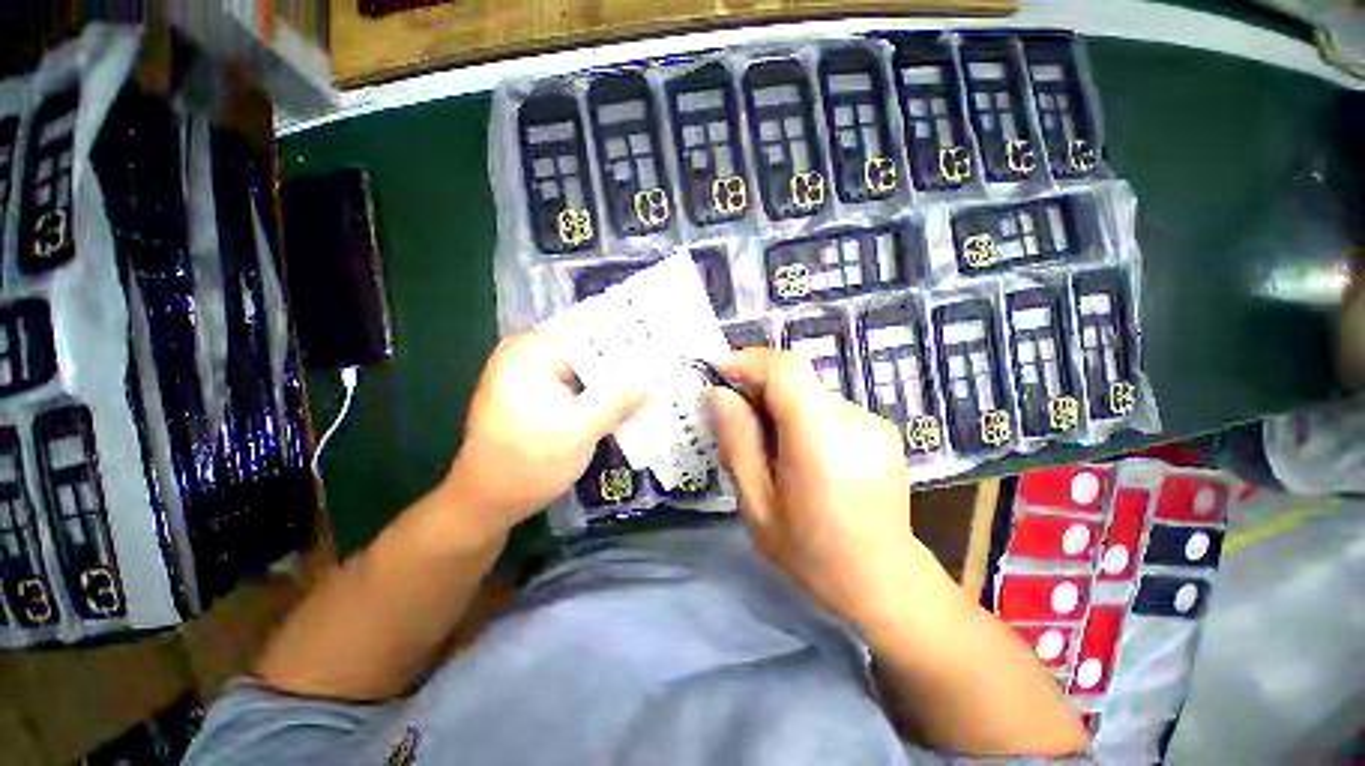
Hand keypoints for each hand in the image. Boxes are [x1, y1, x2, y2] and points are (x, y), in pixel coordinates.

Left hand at [444, 332, 645, 540]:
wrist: (485, 505)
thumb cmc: (527, 464)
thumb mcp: (579, 430)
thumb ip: (618, 399)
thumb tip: (653, 377)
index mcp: (529, 351)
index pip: (589, 331)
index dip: (625, 339)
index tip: (658, 347)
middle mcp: (526, 355)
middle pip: (585, 349)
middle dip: (621, 361)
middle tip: (661, 367)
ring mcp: (528, 376)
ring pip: (582, 369)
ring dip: (611, 379)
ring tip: (651, 381)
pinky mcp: (534, 396)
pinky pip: (574, 385)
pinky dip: (596, 393)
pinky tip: (624, 401)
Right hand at [711, 349, 928, 625]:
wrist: (883, 580)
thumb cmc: (811, 553)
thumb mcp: (756, 505)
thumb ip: (738, 443)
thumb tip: (720, 394)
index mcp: (821, 441)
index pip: (787, 371)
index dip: (749, 361)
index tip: (719, 371)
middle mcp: (854, 421)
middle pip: (797, 379)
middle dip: (759, 387)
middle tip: (735, 415)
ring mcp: (874, 423)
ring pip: (810, 393)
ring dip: (780, 405)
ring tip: (768, 444)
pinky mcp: (881, 429)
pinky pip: (828, 408)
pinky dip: (803, 416)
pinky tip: (800, 453)